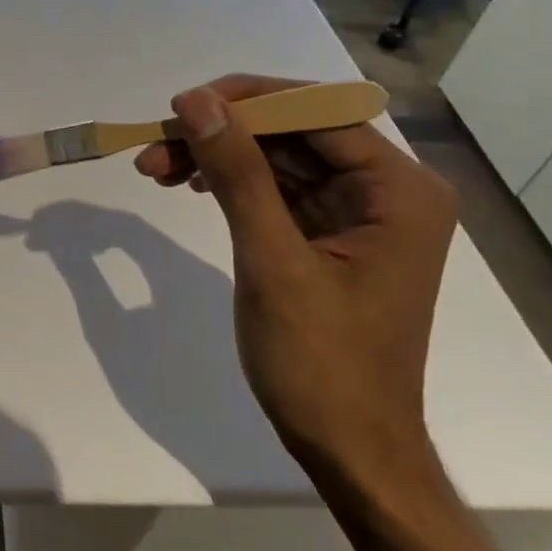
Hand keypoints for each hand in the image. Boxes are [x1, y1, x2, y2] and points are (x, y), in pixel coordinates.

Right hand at [134, 74, 456, 494]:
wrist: (348, 449)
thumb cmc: (321, 361)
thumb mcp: (272, 260)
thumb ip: (237, 173)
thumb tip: (196, 101)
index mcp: (398, 189)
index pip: (317, 112)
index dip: (245, 101)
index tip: (178, 108)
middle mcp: (386, 190)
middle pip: (293, 133)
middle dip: (221, 135)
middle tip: (153, 147)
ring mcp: (358, 213)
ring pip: (277, 159)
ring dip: (217, 158)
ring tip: (155, 168)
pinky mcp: (329, 236)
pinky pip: (275, 190)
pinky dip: (230, 184)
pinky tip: (189, 184)